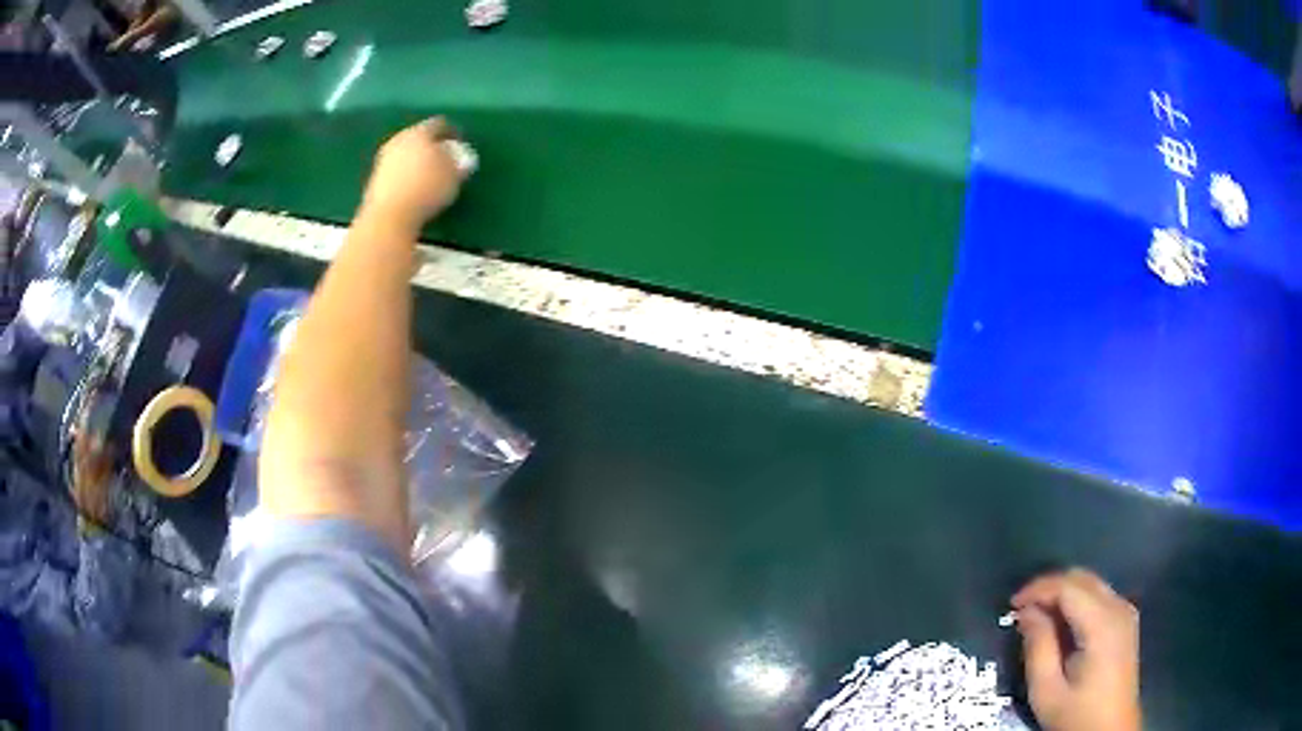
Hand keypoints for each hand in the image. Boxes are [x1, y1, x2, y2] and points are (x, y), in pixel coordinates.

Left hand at [359, 118, 466, 233]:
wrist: (388, 217)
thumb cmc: (426, 189)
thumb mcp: (454, 177)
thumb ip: (459, 164)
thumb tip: (462, 160)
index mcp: (420, 132)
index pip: (439, 124)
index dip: (452, 132)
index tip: (461, 144)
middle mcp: (399, 139)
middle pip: (418, 137)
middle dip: (431, 146)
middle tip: (444, 158)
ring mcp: (383, 159)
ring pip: (405, 153)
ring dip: (416, 161)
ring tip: (429, 175)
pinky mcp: (374, 179)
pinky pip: (395, 171)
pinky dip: (405, 175)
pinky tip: (413, 188)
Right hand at [1012, 568, 1140, 730]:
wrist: (1111, 730)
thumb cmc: (1077, 715)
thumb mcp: (1047, 691)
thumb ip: (1038, 648)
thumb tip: (1027, 613)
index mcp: (1102, 624)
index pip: (1069, 586)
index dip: (1038, 589)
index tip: (1011, 605)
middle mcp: (1119, 607)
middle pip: (1082, 579)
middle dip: (1049, 587)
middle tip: (1021, 610)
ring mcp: (1125, 612)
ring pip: (1091, 584)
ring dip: (1062, 593)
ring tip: (1037, 617)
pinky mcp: (1125, 621)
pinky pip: (1098, 597)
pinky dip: (1076, 601)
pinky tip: (1060, 624)